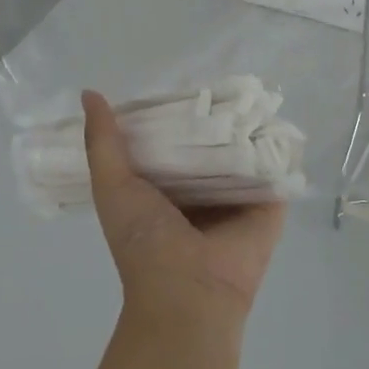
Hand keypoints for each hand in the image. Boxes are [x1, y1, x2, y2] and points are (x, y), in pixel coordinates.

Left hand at [82, 91, 285, 330]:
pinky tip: (280, 113)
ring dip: (248, 123)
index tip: (180, 74)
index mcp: (168, 186)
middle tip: (222, 73)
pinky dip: (279, 144)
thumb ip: (102, 142)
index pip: (174, 137)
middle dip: (214, 112)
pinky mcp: (270, 203)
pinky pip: (277, 166)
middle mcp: (204, 188)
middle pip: (212, 140)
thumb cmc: (144, 242)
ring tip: (253, 83)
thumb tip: (89, 92)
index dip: (174, 108)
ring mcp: (239, 195)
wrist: (189, 295)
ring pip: (246, 149)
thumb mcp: (112, 187)